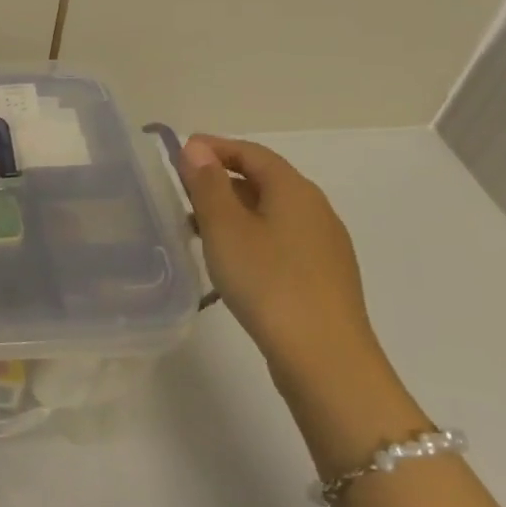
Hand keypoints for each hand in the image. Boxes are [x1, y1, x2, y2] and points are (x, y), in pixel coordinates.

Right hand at [180, 135, 384, 391]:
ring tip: (198, 228)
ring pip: (271, 212)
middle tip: (182, 191)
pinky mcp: (323, 277)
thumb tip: (197, 147)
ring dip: (234, 210)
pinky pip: (281, 239)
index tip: (180, 153)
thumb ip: (207, 184)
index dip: (215, 147)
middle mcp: (316, 209)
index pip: (251, 152)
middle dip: (221, 179)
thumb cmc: (268, 282)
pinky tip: (232, 260)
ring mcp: (324, 245)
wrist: (325, 359)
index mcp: (294, 190)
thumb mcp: (225, 228)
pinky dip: (251, 235)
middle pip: (264, 179)